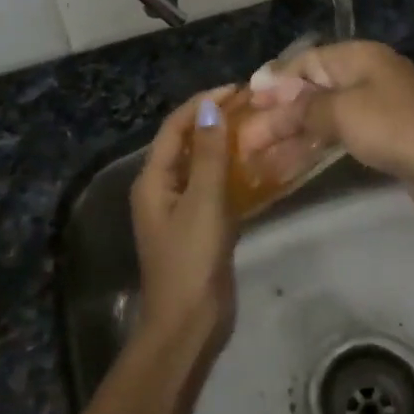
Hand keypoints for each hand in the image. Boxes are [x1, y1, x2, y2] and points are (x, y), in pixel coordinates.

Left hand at [129, 86, 240, 345]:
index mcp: (154, 180)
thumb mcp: (203, 202)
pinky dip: (233, 173)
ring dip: (226, 146)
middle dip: (215, 121)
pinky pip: (215, 189)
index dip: (202, 104)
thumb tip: (210, 108)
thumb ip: (210, 155)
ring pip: (204, 166)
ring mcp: (182, 209)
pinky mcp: (200, 227)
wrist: (189, 324)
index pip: (175, 128)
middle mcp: (163, 189)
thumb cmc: (191, 260)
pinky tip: (259, 167)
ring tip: (259, 128)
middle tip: (252, 106)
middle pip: (188, 143)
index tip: (236, 89)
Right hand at [237, 42, 413, 221]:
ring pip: (322, 116)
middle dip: (278, 113)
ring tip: (257, 155)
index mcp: (359, 57)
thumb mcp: (342, 112)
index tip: (246, 102)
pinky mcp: (382, 138)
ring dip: (290, 134)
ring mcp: (375, 108)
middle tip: (245, 138)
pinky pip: (337, 136)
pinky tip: (288, 163)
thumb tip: (271, 96)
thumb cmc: (395, 129)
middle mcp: (366, 77)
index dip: (275, 81)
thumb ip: (303, 106)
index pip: (306, 61)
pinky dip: (313, 147)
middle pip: (311, 90)